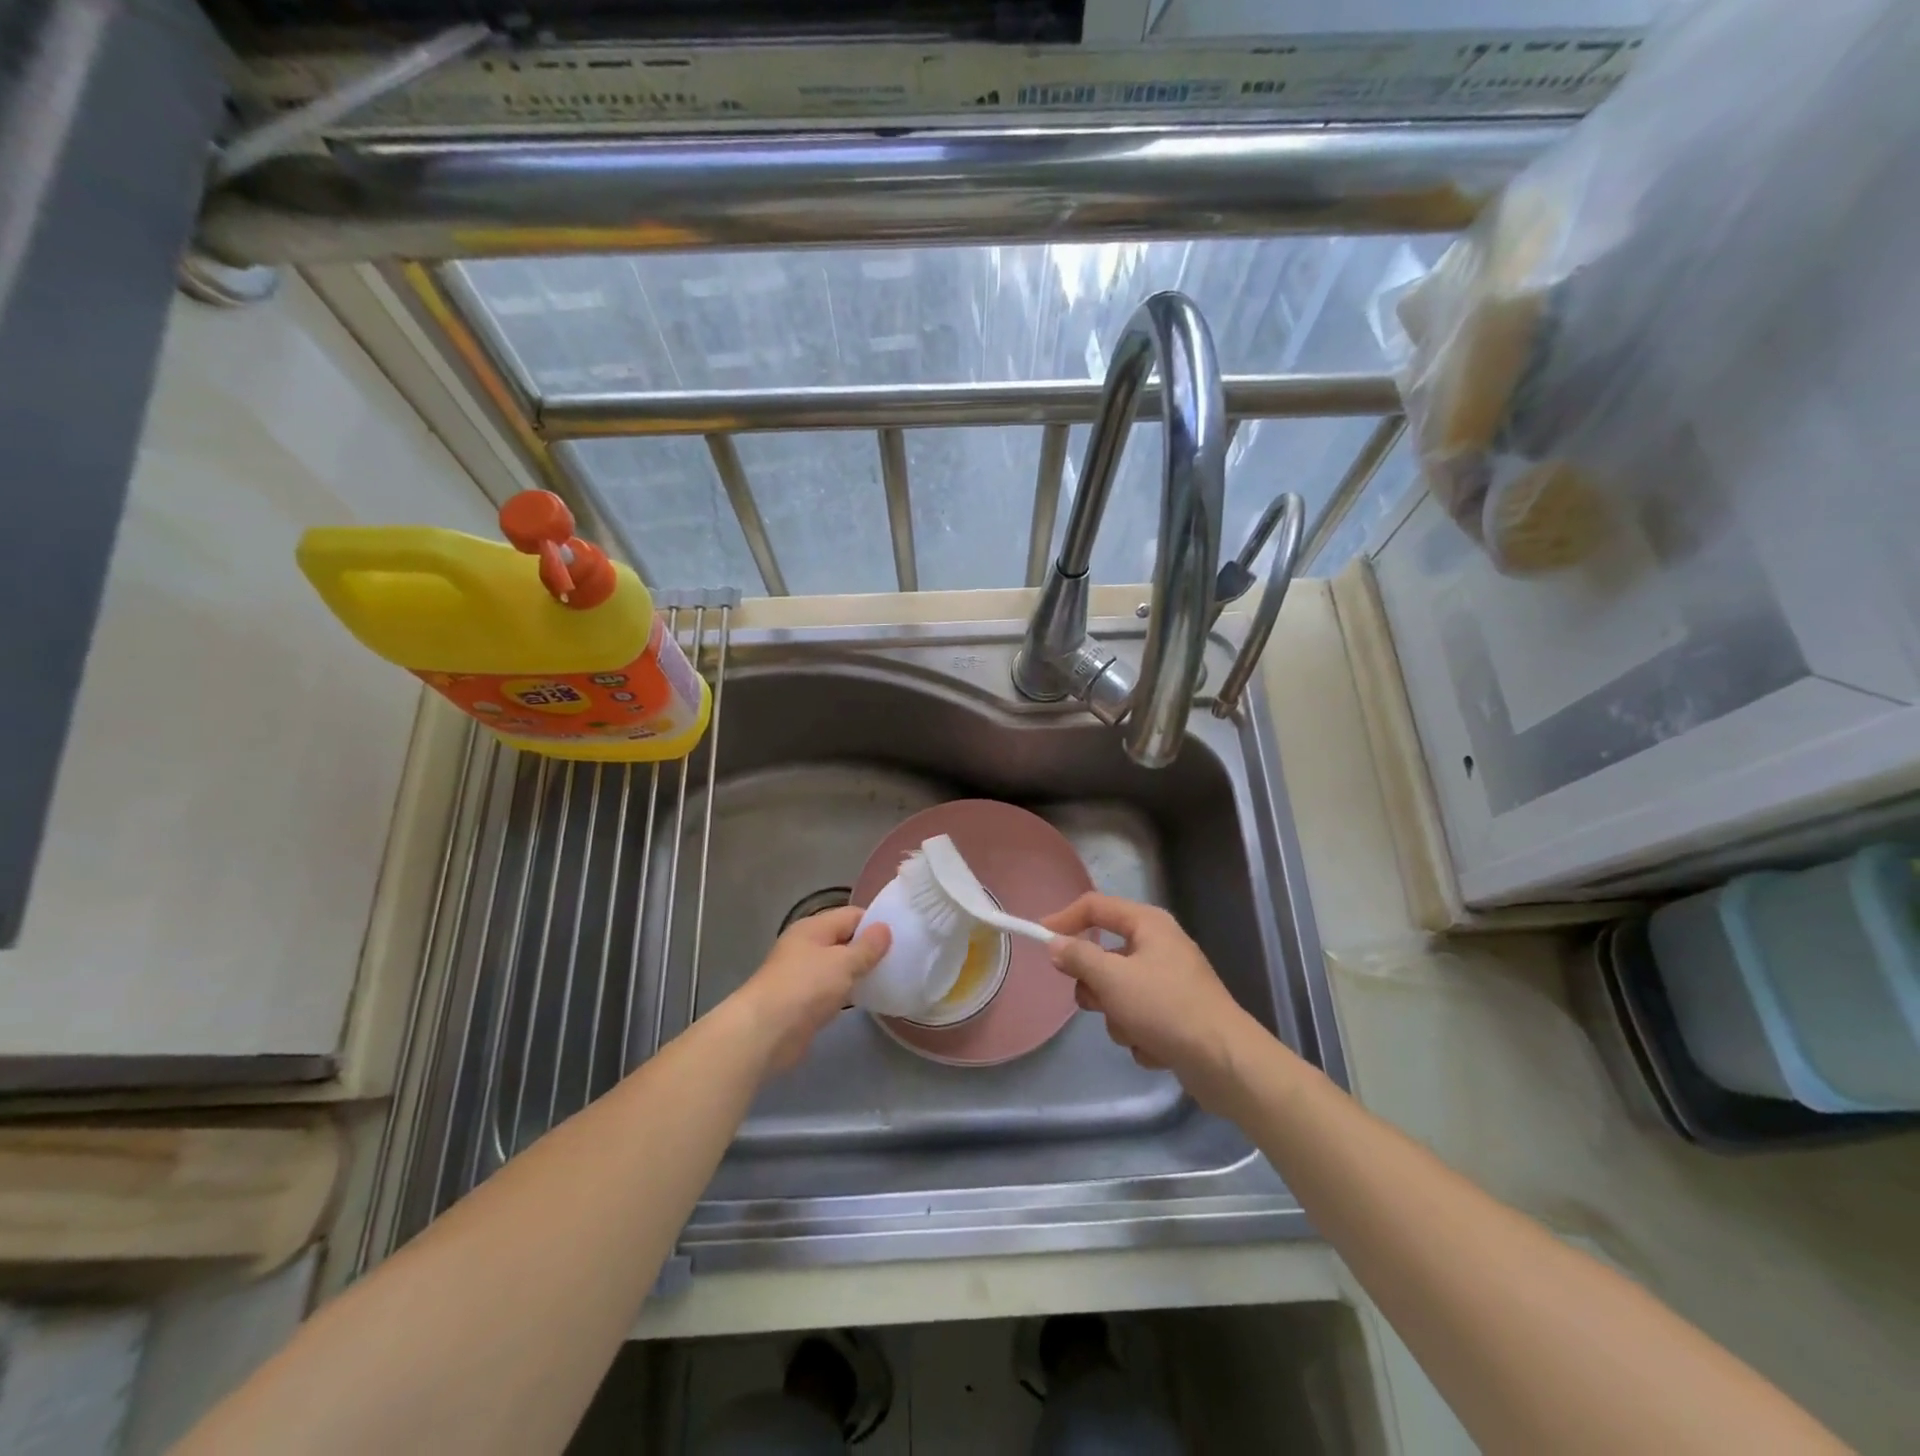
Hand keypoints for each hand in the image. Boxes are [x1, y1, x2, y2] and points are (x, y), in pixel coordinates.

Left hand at [730, 906, 889, 1073]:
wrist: (765, 1032)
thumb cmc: (805, 987)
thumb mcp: (843, 963)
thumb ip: (867, 947)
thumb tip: (885, 928)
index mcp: (813, 928)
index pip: (851, 915)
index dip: (876, 923)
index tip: (902, 937)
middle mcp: (806, 946)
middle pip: (845, 940)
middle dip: (870, 949)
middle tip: (900, 959)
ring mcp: (803, 975)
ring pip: (839, 966)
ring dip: (859, 972)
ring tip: (890, 978)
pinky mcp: (803, 1002)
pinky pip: (832, 989)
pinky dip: (848, 992)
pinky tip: (868, 999)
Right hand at [1043, 893, 1273, 1112]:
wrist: (1225, 1062)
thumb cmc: (1166, 1008)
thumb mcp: (1113, 979)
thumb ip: (1078, 957)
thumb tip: (1055, 943)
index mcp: (1148, 925)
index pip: (1095, 906)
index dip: (1064, 918)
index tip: (1039, 939)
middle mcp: (1158, 946)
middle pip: (1104, 955)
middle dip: (1097, 985)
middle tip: (1098, 1000)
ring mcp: (1168, 982)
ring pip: (1118, 993)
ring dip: (1118, 1017)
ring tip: (1136, 1031)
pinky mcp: (1175, 1016)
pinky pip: (1138, 1018)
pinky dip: (1140, 1035)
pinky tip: (1157, 1048)